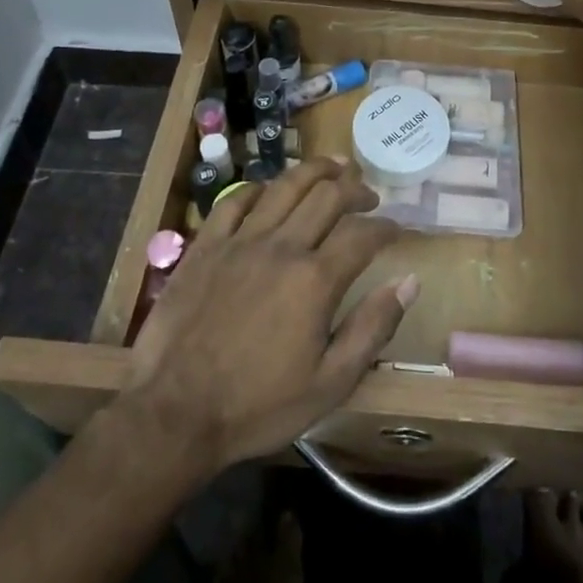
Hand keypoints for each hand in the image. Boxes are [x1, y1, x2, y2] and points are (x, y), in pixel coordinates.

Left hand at [124, 158, 416, 472]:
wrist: (174, 415)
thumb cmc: (258, 406)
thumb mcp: (330, 383)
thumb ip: (372, 328)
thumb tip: (409, 281)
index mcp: (315, 280)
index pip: (363, 234)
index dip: (386, 227)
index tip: (396, 229)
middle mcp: (282, 246)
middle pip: (327, 195)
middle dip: (355, 188)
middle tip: (367, 193)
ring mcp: (240, 241)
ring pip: (284, 185)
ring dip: (315, 170)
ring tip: (333, 167)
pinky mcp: (206, 246)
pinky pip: (235, 200)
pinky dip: (259, 188)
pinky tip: (270, 190)